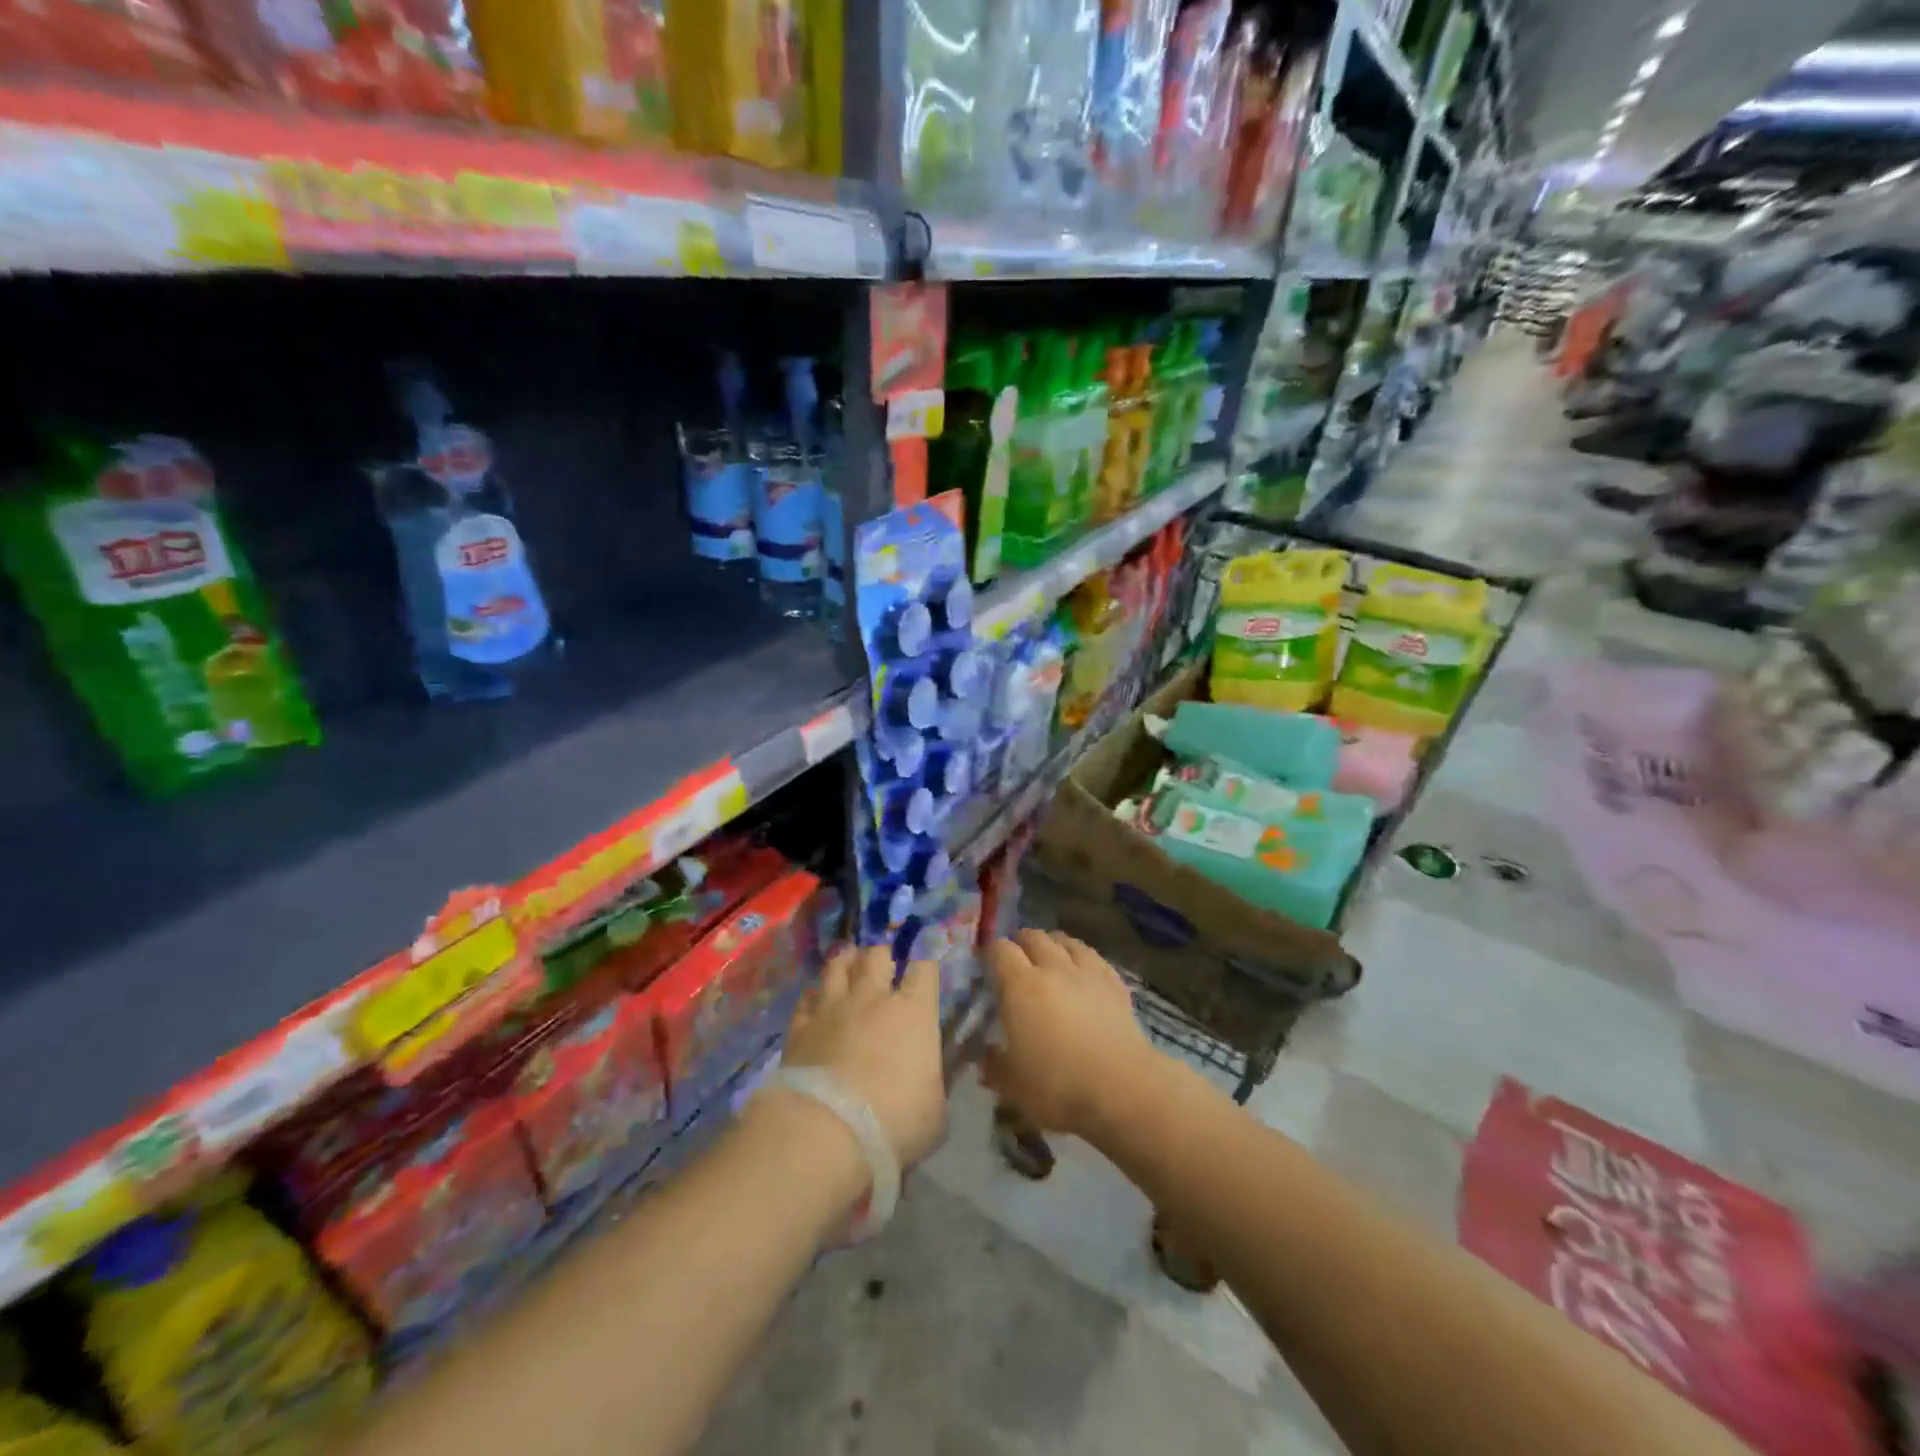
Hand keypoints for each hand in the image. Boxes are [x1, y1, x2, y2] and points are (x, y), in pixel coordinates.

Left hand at [780, 947, 947, 1167]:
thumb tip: (930, 1080)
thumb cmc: (894, 1121)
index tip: (926, 963)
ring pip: (838, 965)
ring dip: (846, 961)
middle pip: (877, 954)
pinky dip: (813, 997)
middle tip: (883, 962)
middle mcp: (873, 997)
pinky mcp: (800, 1026)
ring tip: (848, 962)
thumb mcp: (934, 1111)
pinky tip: (815, 1002)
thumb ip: (933, 1084)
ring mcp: (832, 1007)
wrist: (826, 1131)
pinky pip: (806, 998)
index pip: (925, 967)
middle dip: (882, 953)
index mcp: (914, 1012)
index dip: (926, 961)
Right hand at [980, 930, 1155, 1142]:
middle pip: (1034, 937)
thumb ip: (993, 1066)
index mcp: (1020, 986)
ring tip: (1049, 953)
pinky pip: (1094, 958)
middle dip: (1020, 941)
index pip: (1000, 950)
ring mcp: (1087, 973)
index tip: (985, 963)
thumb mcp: (1012, 1085)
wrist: (1122, 1088)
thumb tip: (984, 1056)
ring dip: (1053, 943)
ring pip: (1066, 942)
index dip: (990, 952)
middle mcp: (1053, 969)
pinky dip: (1083, 957)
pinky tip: (1084, 969)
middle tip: (1015, 956)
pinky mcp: (1114, 985)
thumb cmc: (1058, 1085)